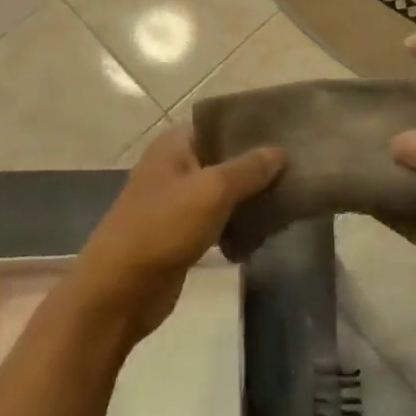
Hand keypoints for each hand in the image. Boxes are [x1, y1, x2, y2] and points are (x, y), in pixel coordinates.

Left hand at [71, 124, 282, 342]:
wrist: (119, 291)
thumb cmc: (163, 227)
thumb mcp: (212, 191)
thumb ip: (248, 169)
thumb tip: (280, 151)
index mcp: (175, 144)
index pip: (219, 124)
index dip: (251, 128)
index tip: (288, 133)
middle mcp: (175, 166)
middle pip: (224, 158)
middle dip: (256, 166)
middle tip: (297, 170)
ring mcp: (176, 201)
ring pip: (223, 192)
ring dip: (250, 199)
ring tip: (289, 200)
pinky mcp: (181, 234)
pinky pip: (217, 221)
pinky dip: (237, 225)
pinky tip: (265, 232)